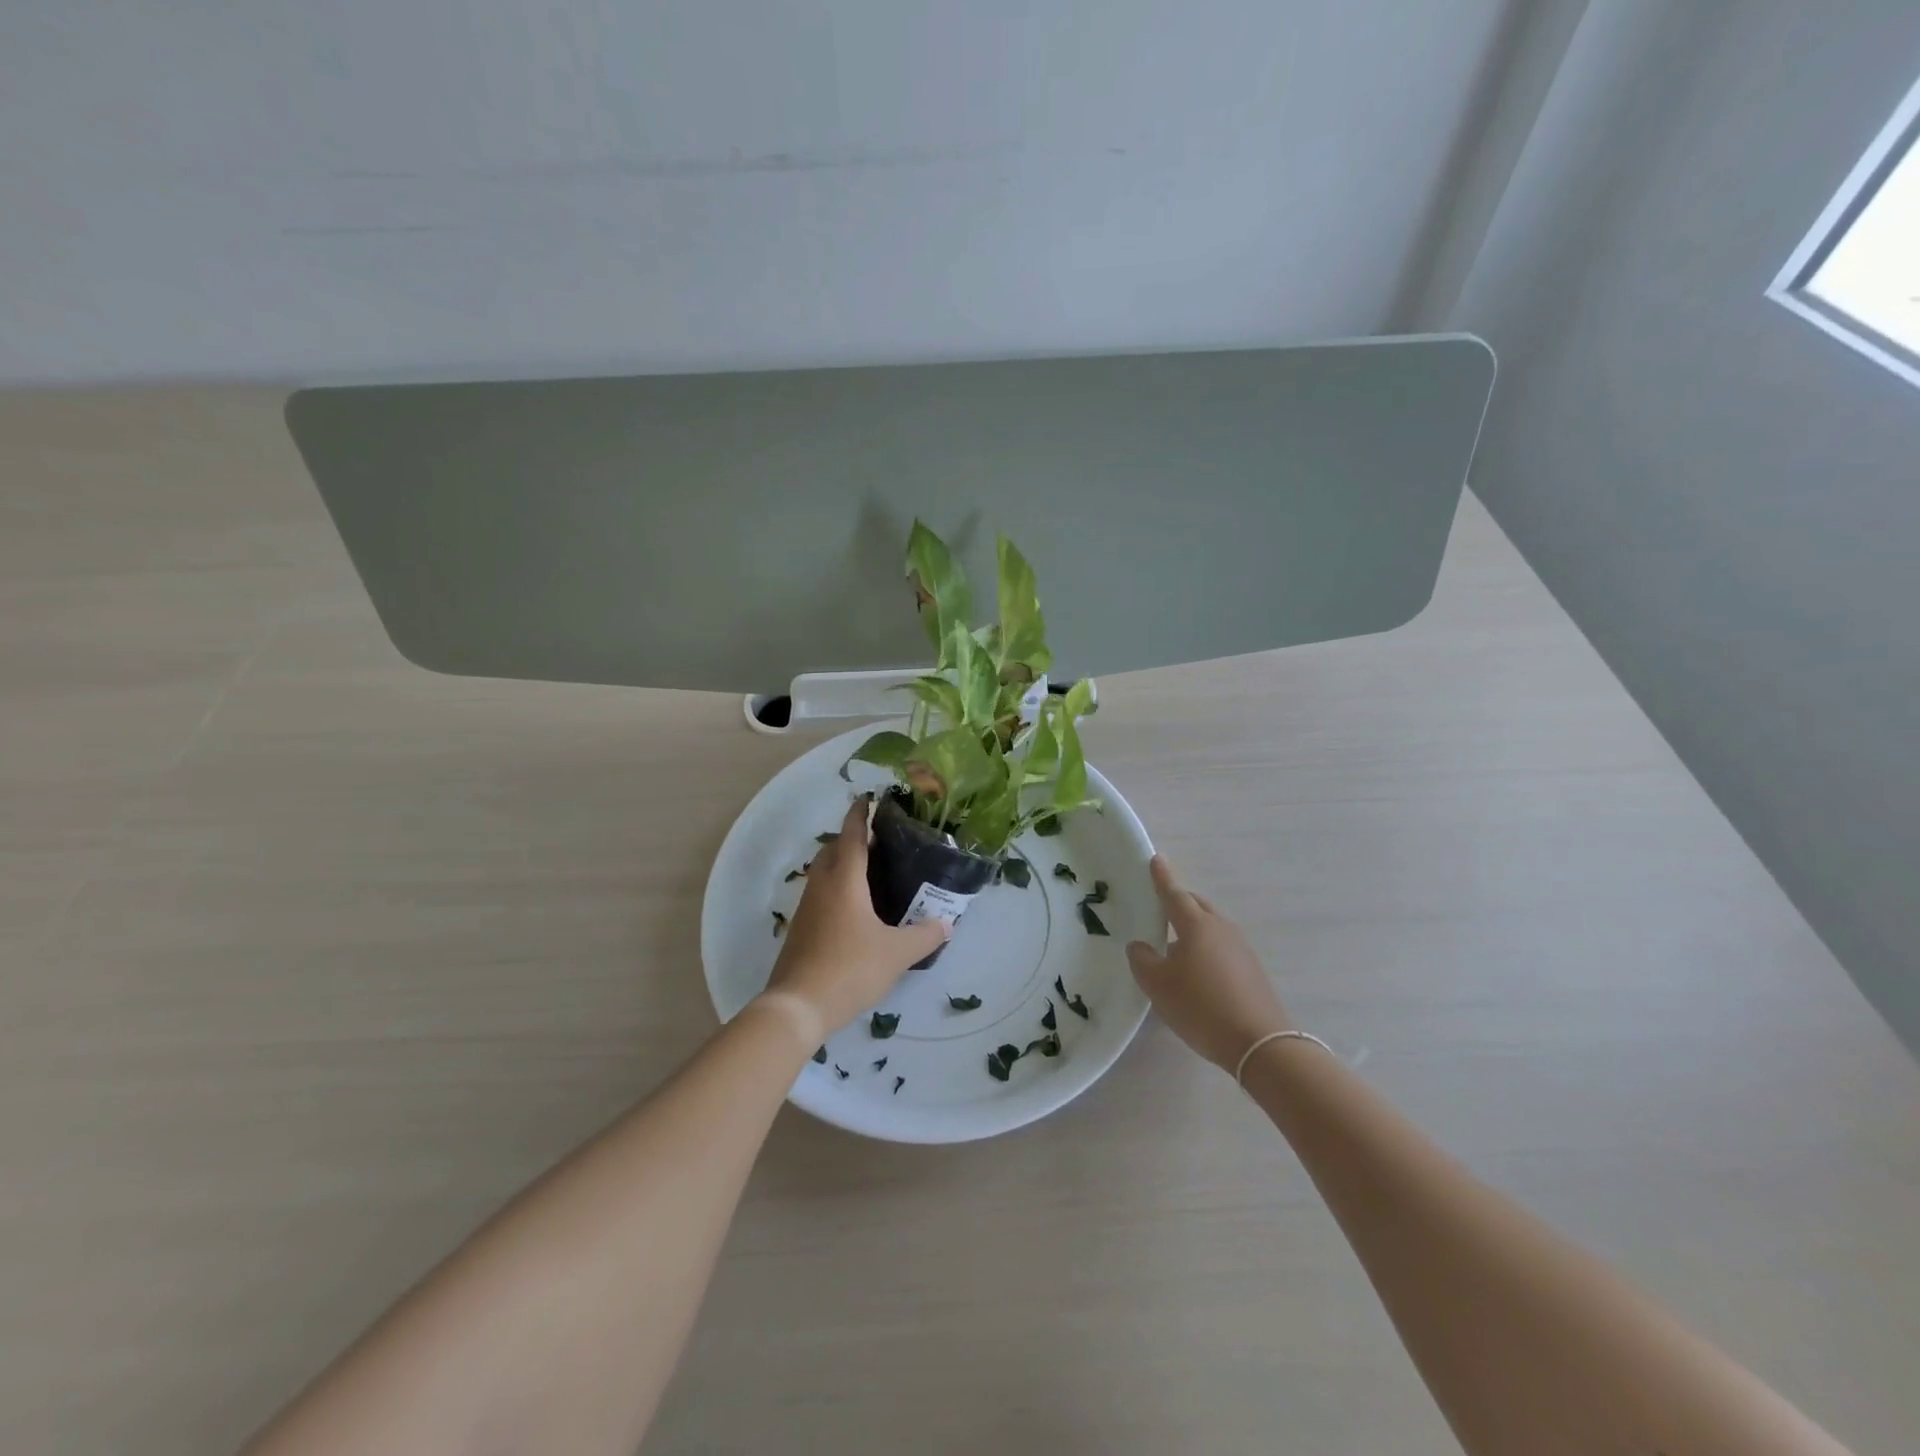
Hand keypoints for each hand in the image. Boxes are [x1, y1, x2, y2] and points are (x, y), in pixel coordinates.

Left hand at [764, 796, 950, 1032]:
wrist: (797, 1007)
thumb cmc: (850, 968)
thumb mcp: (897, 954)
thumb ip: (924, 936)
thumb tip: (947, 924)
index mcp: (844, 880)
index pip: (852, 835)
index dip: (860, 814)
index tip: (869, 798)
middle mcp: (821, 886)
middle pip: (832, 849)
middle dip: (851, 838)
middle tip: (880, 843)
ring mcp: (806, 908)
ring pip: (823, 873)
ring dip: (841, 865)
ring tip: (871, 876)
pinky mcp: (800, 930)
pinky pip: (819, 896)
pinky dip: (835, 889)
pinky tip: (854, 911)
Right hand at [1126, 855, 1291, 1071]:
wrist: (1260, 1044)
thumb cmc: (1201, 1007)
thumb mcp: (1158, 985)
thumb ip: (1142, 960)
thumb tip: (1141, 946)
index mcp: (1196, 925)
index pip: (1174, 894)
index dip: (1162, 878)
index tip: (1156, 859)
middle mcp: (1221, 929)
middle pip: (1196, 905)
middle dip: (1178, 901)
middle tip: (1159, 905)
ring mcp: (1240, 948)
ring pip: (1210, 926)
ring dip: (1191, 928)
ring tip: (1172, 945)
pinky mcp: (1251, 970)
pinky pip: (1221, 946)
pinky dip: (1205, 948)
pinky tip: (1195, 971)